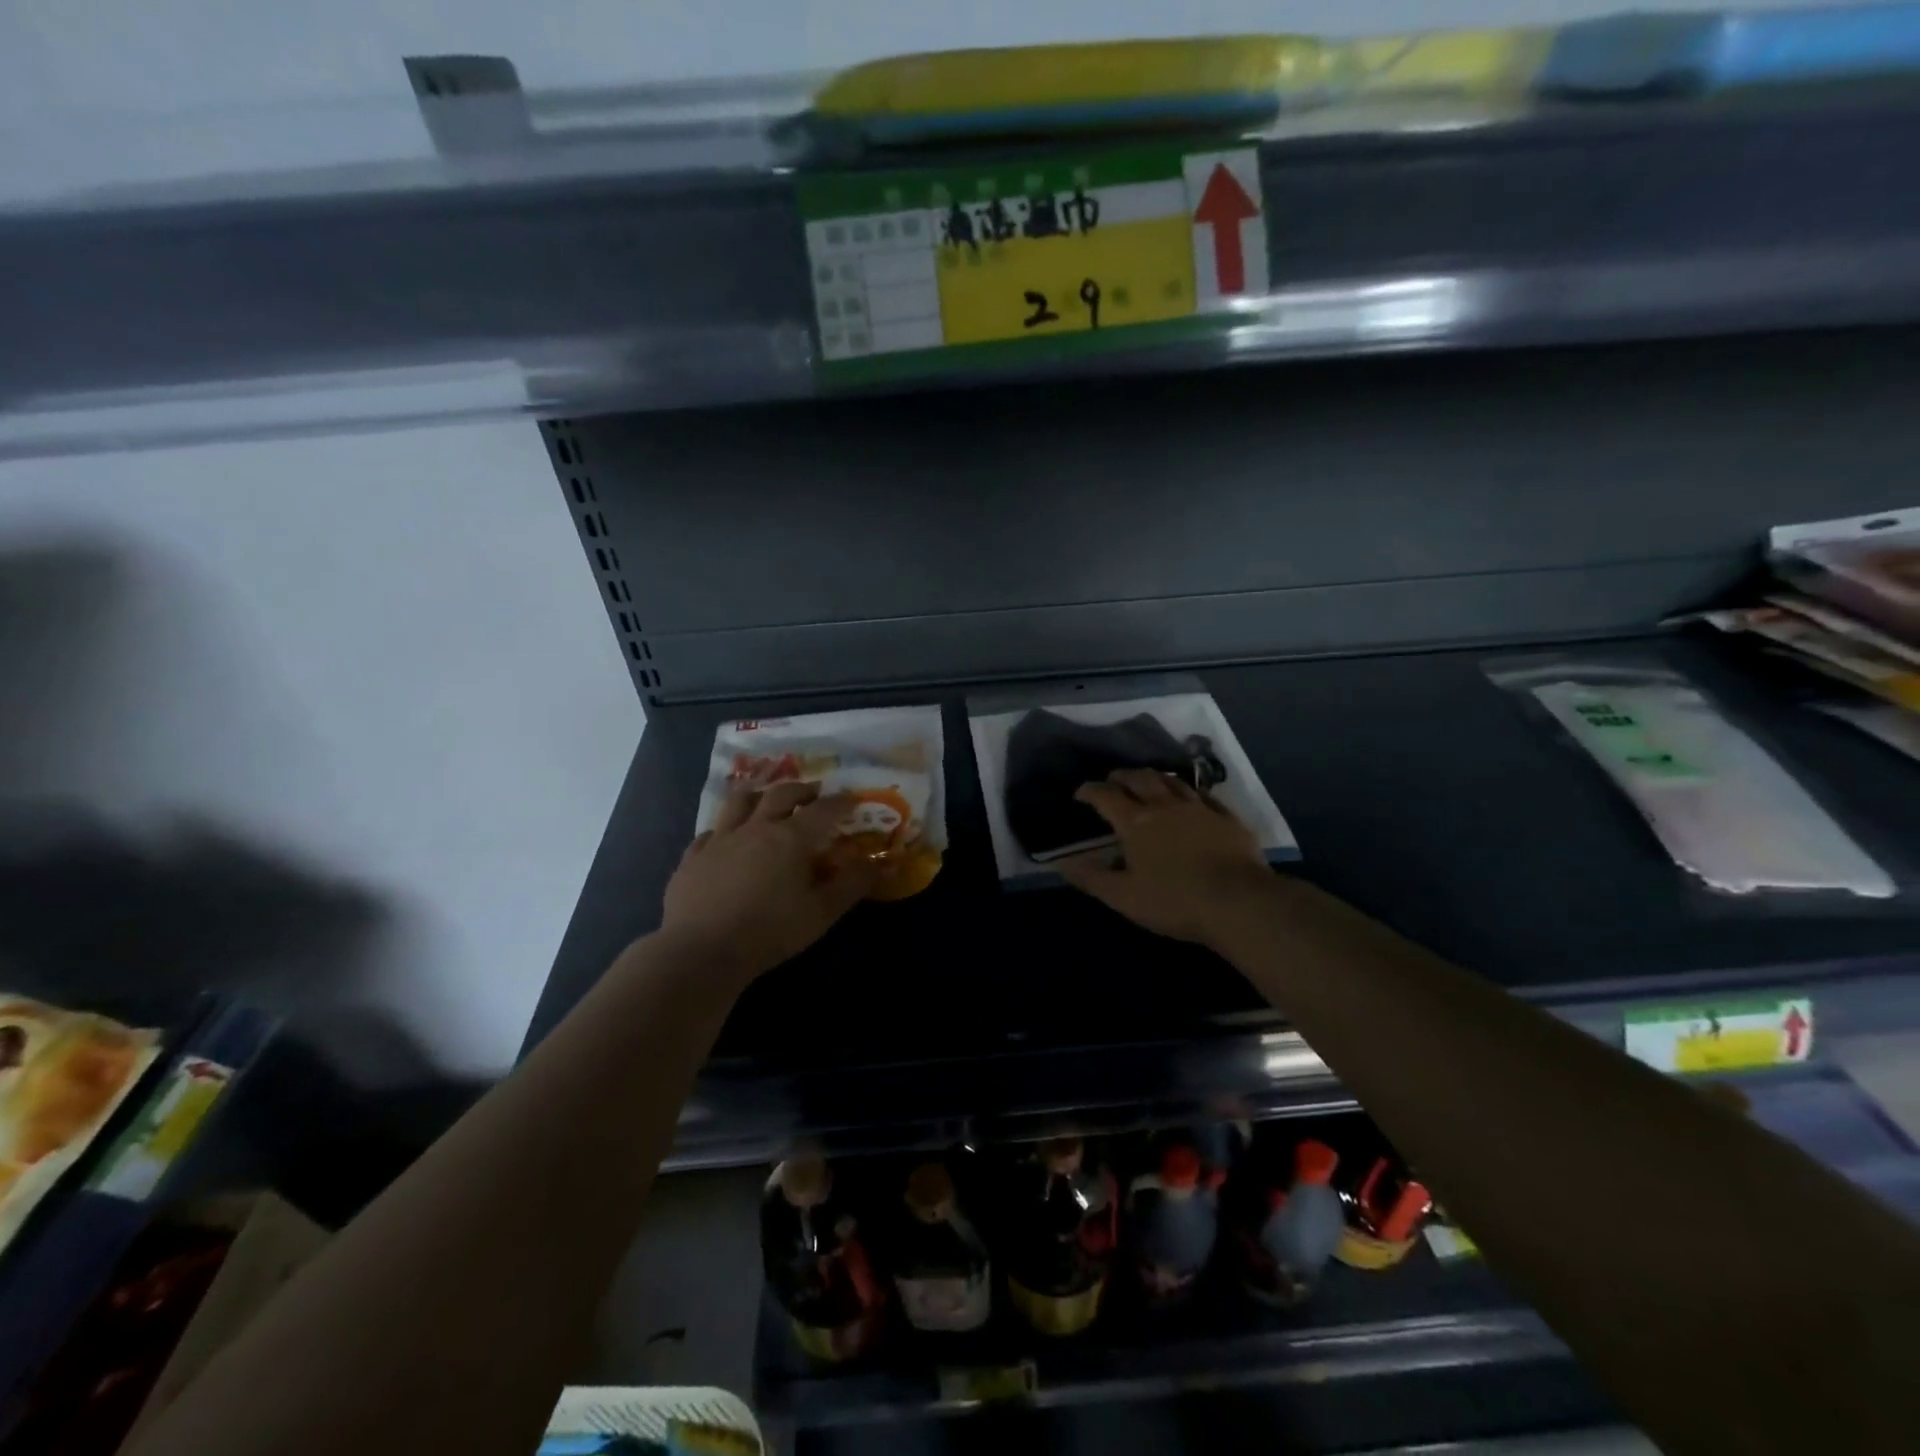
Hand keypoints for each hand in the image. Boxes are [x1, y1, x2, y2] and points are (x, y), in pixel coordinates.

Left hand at [661, 783, 878, 981]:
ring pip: (740, 802)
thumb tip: (880, 863)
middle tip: (814, 794)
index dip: (841, 802)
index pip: (823, 810)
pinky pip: (710, 832)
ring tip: (768, 799)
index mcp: (791, 838)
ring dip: (759, 795)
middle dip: (802, 790)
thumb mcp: (822, 913)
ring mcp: (720, 840)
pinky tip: (726, 838)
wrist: (701, 951)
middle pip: (780, 794)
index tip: (853, 800)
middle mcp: (756, 828)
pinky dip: (724, 829)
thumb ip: (852, 885)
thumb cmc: (770, 932)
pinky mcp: (692, 857)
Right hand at [1059, 768, 1274, 947]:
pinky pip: (1206, 796)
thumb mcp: (1123, 897)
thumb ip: (1091, 878)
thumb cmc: (1174, 901)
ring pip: (1172, 781)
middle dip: (1122, 776)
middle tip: (1112, 780)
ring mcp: (1200, 809)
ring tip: (1147, 780)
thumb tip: (1062, 864)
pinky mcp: (1228, 819)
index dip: (1090, 791)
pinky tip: (1191, 796)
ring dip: (1155, 777)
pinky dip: (1191, 792)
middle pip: (1140, 779)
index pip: (1106, 796)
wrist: (1239, 903)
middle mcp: (1165, 806)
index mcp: (1136, 822)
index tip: (1080, 793)